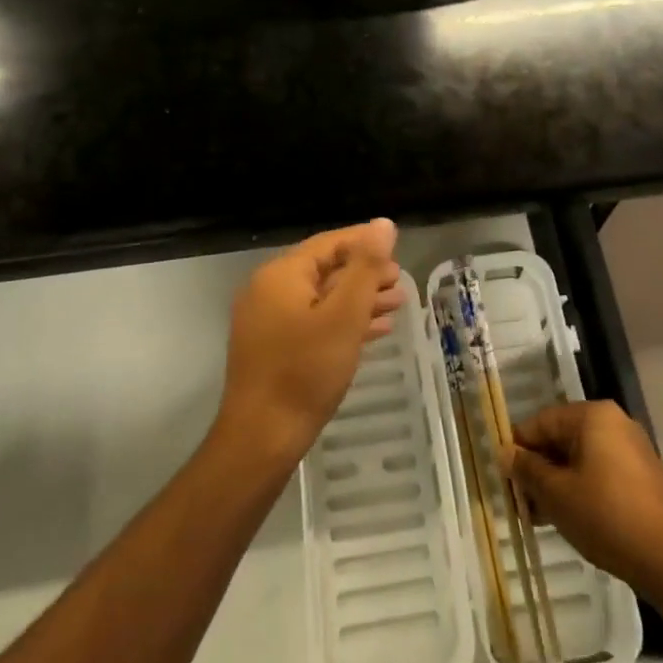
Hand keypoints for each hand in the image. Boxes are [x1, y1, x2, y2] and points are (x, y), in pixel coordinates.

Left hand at [216, 220, 402, 466]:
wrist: (262, 439)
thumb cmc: (305, 371)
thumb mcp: (344, 315)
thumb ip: (365, 267)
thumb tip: (383, 224)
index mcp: (281, 274)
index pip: (329, 243)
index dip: (365, 242)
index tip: (398, 249)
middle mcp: (269, 290)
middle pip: (325, 269)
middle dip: (365, 274)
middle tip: (401, 282)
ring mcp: (268, 321)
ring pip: (321, 298)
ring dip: (359, 299)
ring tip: (397, 303)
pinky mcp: (273, 348)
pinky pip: (313, 322)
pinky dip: (343, 322)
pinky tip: (374, 330)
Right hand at [508, 400, 662, 593]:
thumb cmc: (606, 516)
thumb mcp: (556, 493)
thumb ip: (527, 469)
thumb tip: (505, 453)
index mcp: (592, 416)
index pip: (541, 422)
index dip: (518, 449)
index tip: (504, 479)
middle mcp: (614, 423)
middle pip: (561, 439)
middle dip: (538, 469)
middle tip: (521, 503)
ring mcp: (632, 449)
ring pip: (580, 459)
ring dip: (557, 483)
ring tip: (541, 517)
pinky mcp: (643, 477)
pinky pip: (600, 473)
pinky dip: (581, 489)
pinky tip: (569, 519)